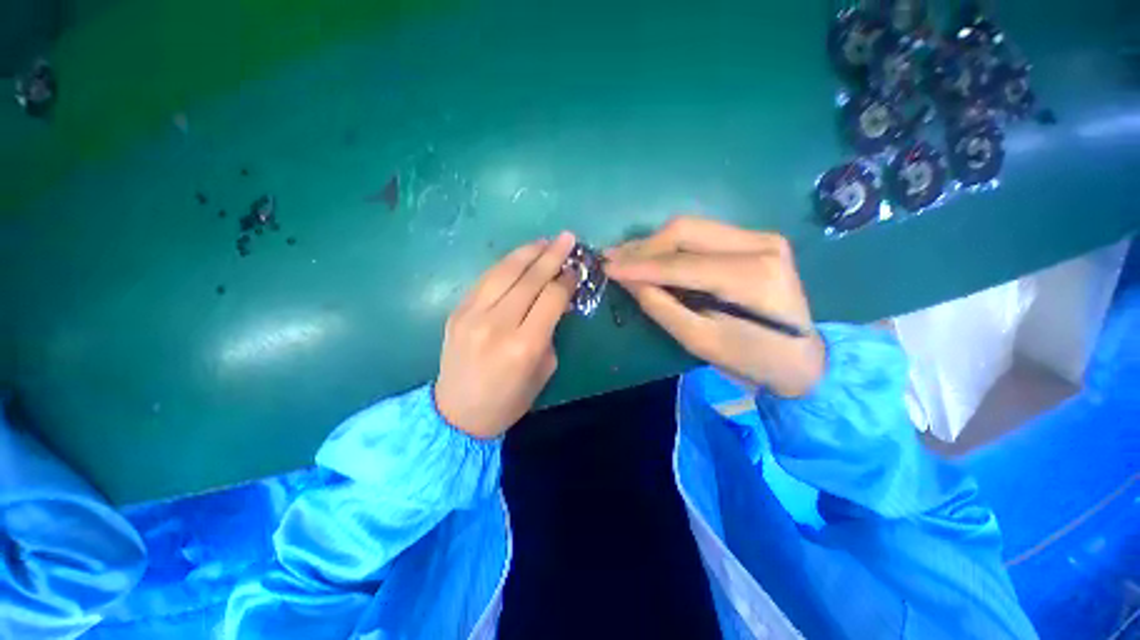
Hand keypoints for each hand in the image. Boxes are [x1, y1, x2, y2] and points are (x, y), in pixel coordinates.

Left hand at [435, 232, 577, 438]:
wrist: (458, 414)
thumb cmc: (509, 400)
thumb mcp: (544, 369)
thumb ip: (551, 331)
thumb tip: (557, 301)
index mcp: (524, 345)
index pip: (551, 297)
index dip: (567, 279)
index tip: (577, 268)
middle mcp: (497, 324)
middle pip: (529, 278)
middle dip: (552, 255)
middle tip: (567, 237)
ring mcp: (472, 315)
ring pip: (504, 272)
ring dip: (527, 252)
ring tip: (544, 241)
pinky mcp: (457, 311)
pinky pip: (485, 280)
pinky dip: (505, 265)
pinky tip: (519, 257)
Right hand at [604, 216, 824, 397]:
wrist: (801, 357)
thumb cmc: (750, 359)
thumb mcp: (699, 341)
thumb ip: (661, 306)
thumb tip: (629, 280)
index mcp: (750, 277)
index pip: (680, 264)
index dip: (639, 266)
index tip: (607, 267)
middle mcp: (759, 245)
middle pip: (685, 231)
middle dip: (643, 246)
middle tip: (613, 259)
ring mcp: (761, 237)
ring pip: (691, 228)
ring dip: (654, 243)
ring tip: (626, 257)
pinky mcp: (757, 239)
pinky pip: (702, 234)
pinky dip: (672, 245)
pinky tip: (653, 256)